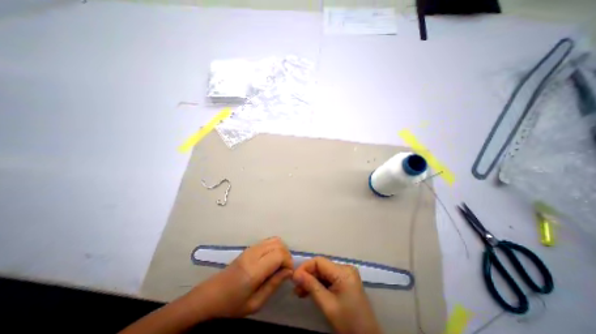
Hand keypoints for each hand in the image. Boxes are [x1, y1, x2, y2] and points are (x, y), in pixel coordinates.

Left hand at [190, 238, 293, 318]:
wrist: (212, 294)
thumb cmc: (232, 304)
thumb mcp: (255, 303)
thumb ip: (274, 285)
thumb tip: (289, 271)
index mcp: (254, 270)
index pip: (279, 255)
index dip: (288, 262)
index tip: (288, 273)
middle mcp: (253, 254)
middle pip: (279, 244)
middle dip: (287, 255)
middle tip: (285, 270)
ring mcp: (251, 248)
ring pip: (274, 240)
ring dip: (281, 250)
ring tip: (279, 264)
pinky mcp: (250, 247)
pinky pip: (268, 241)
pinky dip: (275, 247)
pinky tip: (272, 259)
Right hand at [293, 257, 381, 332]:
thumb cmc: (348, 322)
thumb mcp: (327, 305)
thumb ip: (311, 286)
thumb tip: (295, 274)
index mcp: (343, 272)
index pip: (319, 262)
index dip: (305, 267)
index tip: (294, 278)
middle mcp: (345, 268)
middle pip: (321, 267)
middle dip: (308, 276)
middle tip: (296, 288)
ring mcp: (346, 274)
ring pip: (324, 272)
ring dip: (312, 281)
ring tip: (300, 292)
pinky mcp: (346, 280)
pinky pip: (329, 278)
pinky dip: (319, 284)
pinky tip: (310, 292)